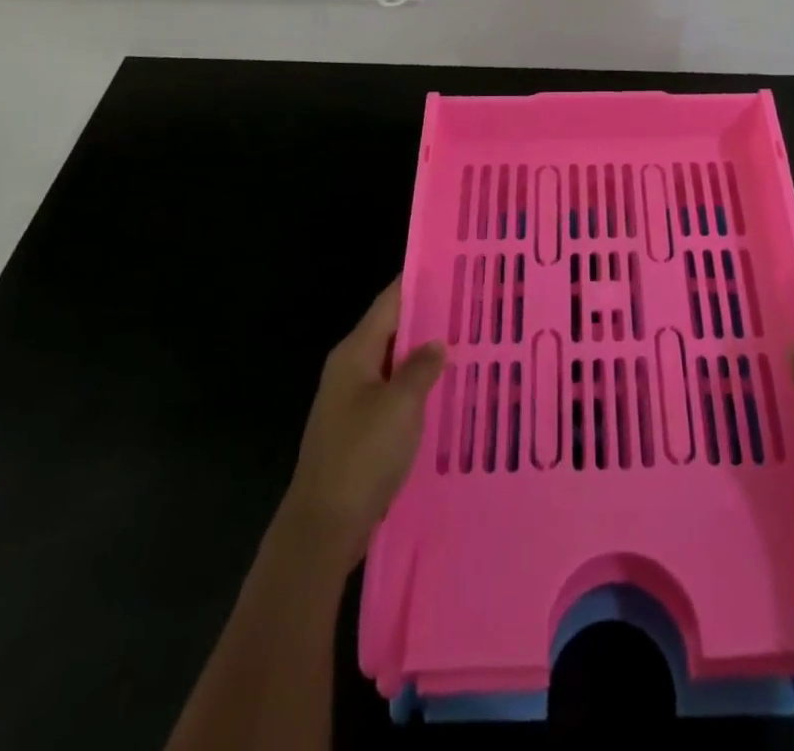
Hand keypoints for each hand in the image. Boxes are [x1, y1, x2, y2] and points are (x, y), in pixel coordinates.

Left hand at [278, 278, 444, 572]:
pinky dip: (416, 387)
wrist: (323, 526)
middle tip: (470, 305)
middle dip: (427, 319)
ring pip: (394, 364)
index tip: (450, 267)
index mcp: (354, 353)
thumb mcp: (400, 405)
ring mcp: (352, 401)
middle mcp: (350, 369)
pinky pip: (393, 394)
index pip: (389, 302)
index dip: (416, 283)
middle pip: (392, 331)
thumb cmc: (362, 455)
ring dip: (424, 356)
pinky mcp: (358, 430)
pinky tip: (444, 392)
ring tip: (466, 343)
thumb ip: (421, 367)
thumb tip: (437, 343)